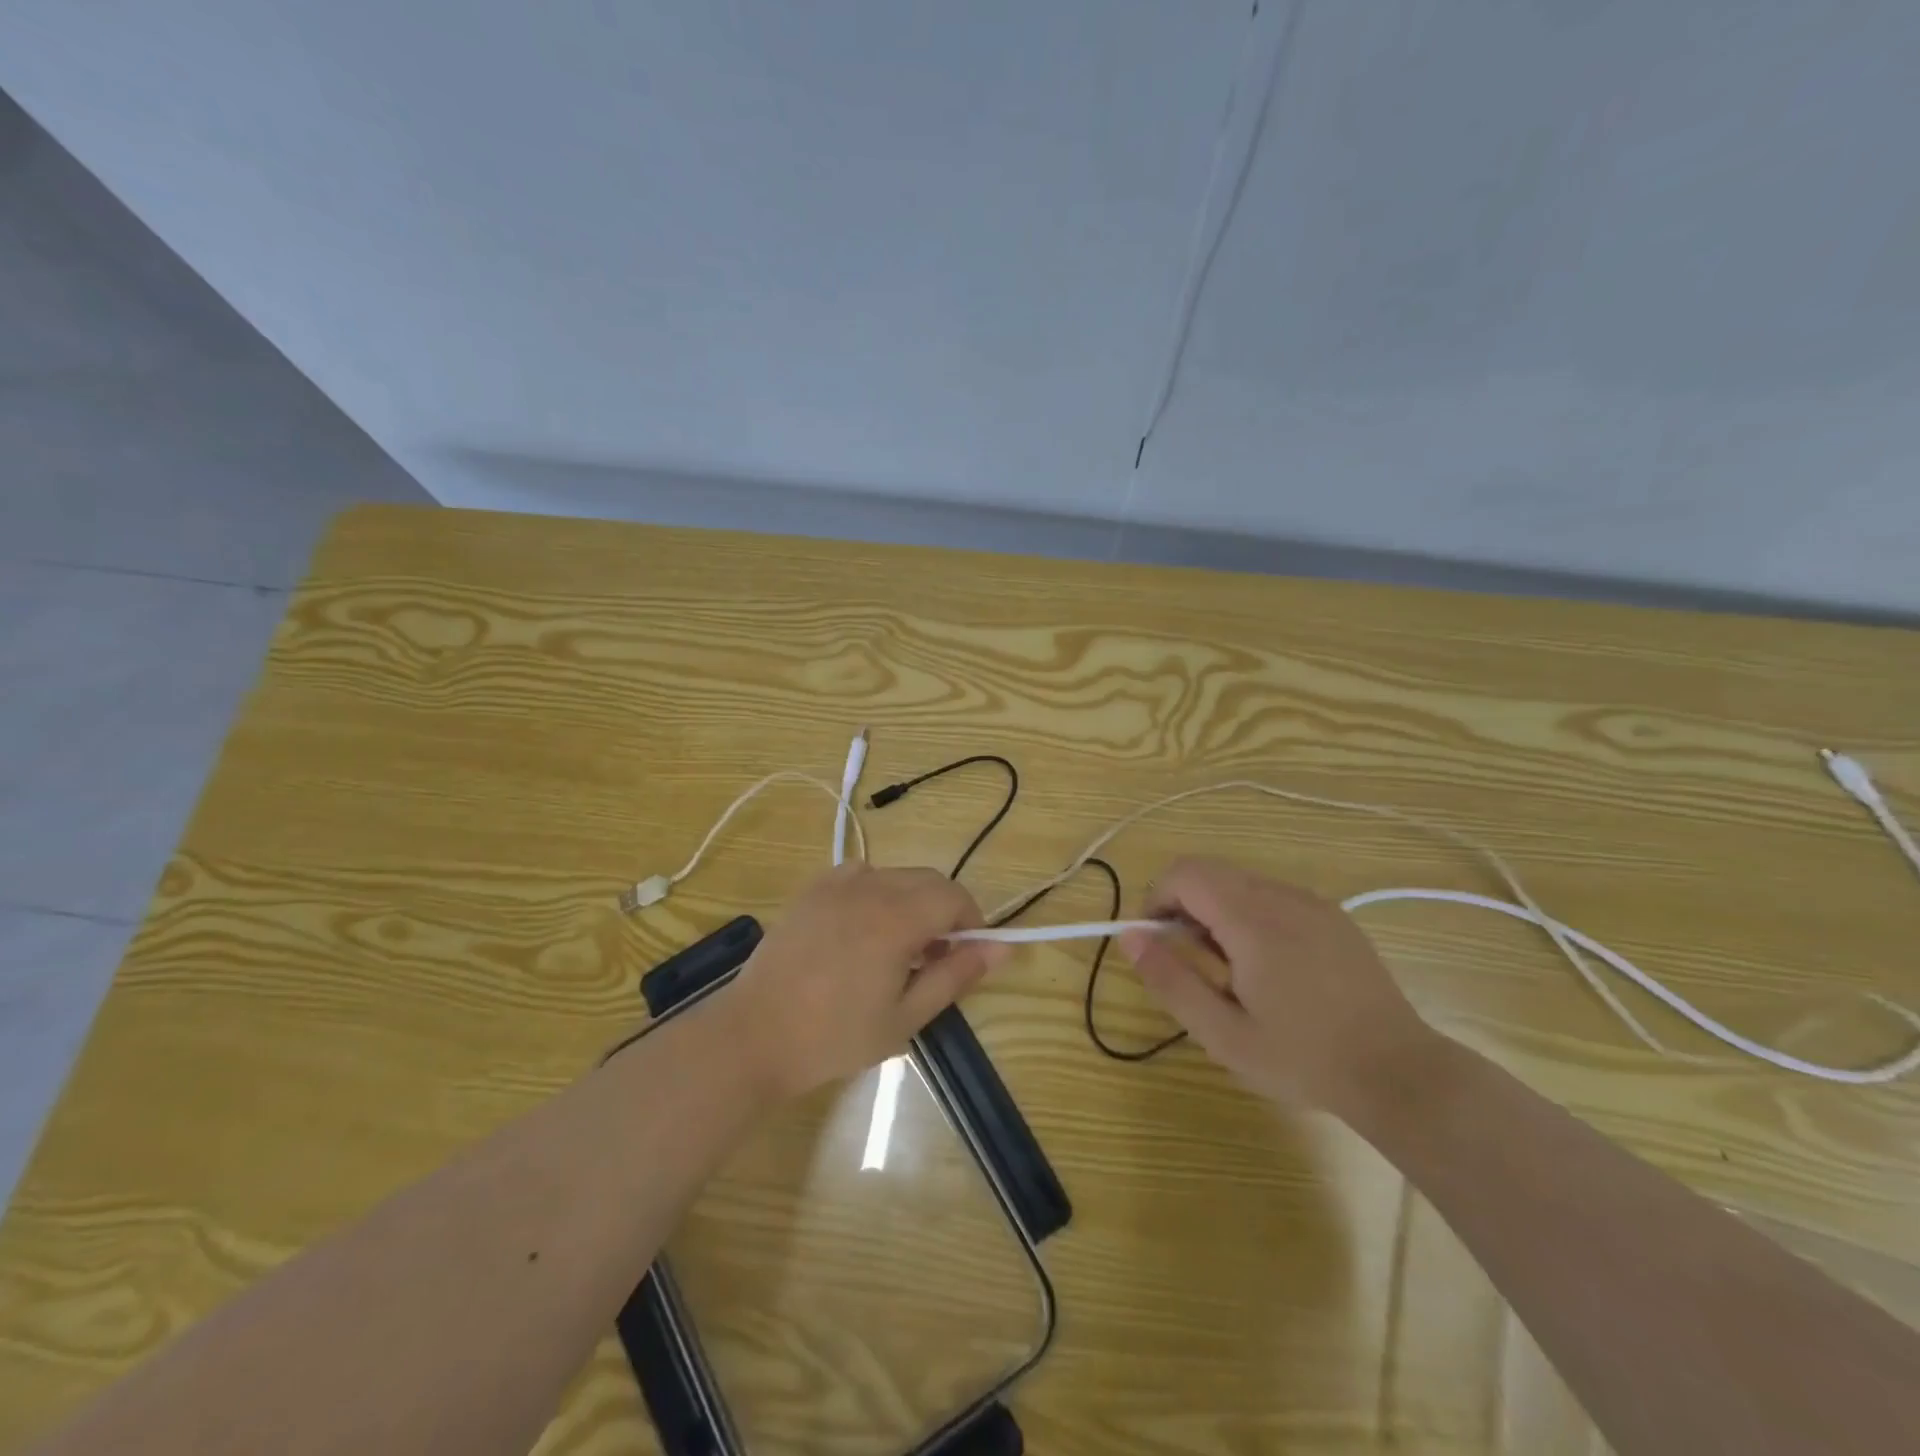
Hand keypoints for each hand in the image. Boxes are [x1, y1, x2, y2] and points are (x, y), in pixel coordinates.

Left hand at [722, 863, 1005, 1099]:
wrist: (755, 1035)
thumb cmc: (835, 1036)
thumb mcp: (906, 1016)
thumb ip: (956, 975)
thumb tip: (1002, 948)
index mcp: (897, 917)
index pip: (954, 897)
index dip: (972, 922)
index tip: (965, 956)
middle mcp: (870, 887)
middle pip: (928, 880)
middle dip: (944, 911)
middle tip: (933, 958)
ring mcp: (836, 884)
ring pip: (896, 875)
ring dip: (912, 901)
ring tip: (896, 947)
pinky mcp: (811, 890)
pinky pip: (860, 875)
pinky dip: (876, 892)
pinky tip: (861, 927)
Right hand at [1118, 857, 1433, 1113]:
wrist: (1400, 1073)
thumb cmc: (1303, 1058)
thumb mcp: (1223, 1034)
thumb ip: (1171, 980)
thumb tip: (1129, 937)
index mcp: (1252, 920)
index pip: (1184, 873)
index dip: (1156, 898)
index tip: (1156, 942)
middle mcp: (1281, 896)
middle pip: (1209, 872)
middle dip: (1183, 906)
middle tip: (1193, 962)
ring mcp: (1312, 902)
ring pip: (1239, 882)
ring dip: (1216, 911)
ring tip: (1232, 970)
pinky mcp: (1332, 916)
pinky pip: (1272, 895)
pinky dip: (1249, 915)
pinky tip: (1269, 967)